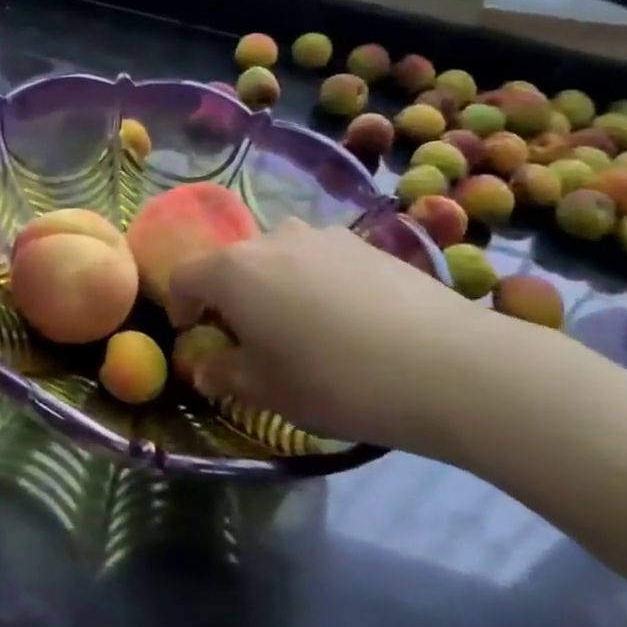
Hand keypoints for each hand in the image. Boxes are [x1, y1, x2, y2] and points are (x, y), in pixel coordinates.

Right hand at [166, 218, 499, 455]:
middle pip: (231, 263)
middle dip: (229, 297)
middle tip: (250, 338)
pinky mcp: (365, 242)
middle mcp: (270, 239)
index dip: (180, 306)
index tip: (194, 336)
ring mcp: (321, 235)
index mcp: (233, 270)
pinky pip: (319, 258)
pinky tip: (347, 320)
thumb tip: (205, 368)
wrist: (447, 364)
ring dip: (273, 285)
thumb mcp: (268, 391)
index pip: (184, 276)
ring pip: (277, 257)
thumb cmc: (336, 380)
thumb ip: (224, 374)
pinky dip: (314, 281)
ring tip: (302, 327)